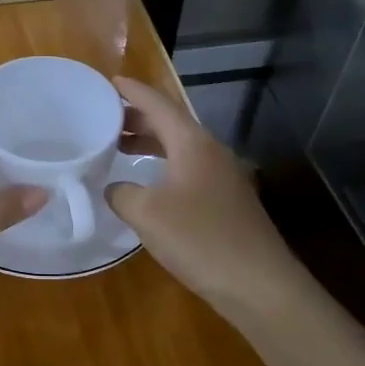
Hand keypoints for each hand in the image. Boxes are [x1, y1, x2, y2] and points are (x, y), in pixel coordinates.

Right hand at [106, 77, 308, 315]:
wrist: (260, 285)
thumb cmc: (200, 239)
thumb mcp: (147, 214)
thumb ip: (122, 194)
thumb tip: (114, 187)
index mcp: (192, 143)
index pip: (159, 104)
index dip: (133, 91)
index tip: (109, 80)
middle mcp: (211, 151)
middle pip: (171, 122)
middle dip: (138, 116)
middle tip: (105, 117)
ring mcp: (223, 176)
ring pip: (180, 147)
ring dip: (150, 142)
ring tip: (119, 146)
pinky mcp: (227, 201)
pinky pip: (188, 169)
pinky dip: (163, 165)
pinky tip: (148, 185)